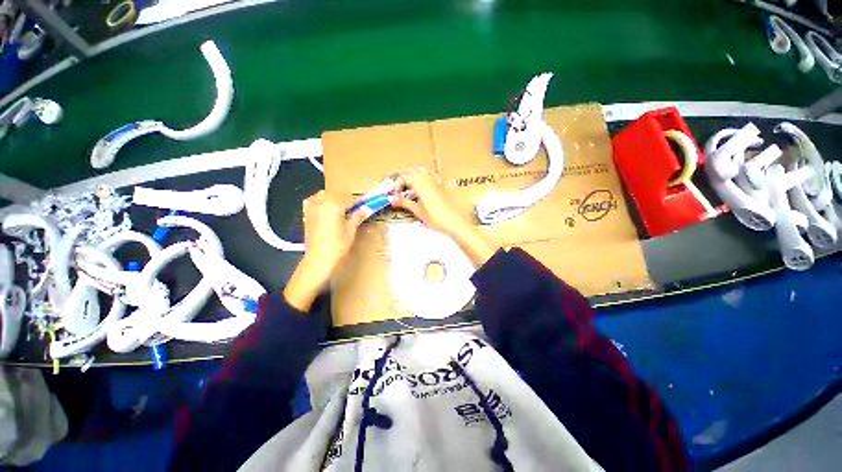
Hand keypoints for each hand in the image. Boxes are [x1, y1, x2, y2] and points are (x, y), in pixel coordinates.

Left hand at [283, 191, 368, 310]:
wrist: (318, 260)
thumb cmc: (337, 246)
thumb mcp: (350, 230)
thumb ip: (357, 216)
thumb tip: (367, 208)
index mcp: (333, 205)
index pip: (350, 198)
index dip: (361, 200)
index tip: (369, 200)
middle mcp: (321, 202)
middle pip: (337, 195)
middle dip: (347, 199)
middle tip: (357, 206)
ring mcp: (311, 207)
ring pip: (325, 196)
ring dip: (335, 199)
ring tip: (343, 208)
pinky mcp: (306, 214)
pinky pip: (314, 201)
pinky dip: (322, 202)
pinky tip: (328, 209)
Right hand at [391, 168, 497, 265]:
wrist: (456, 222)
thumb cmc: (435, 218)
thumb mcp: (418, 212)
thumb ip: (404, 203)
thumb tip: (391, 198)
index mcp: (420, 184)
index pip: (404, 177)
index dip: (398, 185)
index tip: (396, 195)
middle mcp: (429, 179)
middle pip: (414, 171)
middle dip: (406, 178)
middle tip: (403, 191)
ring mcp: (438, 181)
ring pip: (424, 172)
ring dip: (415, 178)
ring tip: (413, 191)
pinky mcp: (444, 186)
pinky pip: (432, 177)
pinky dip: (425, 181)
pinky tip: (425, 194)